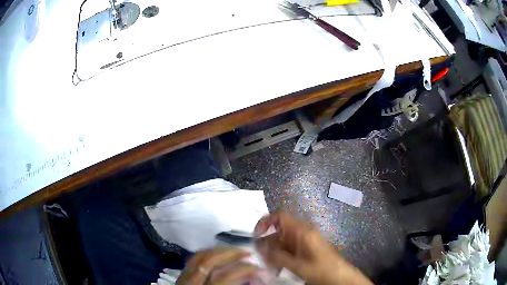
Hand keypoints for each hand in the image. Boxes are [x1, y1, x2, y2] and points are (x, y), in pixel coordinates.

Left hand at [176, 248, 258, 284]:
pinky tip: (217, 253)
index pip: (225, 278)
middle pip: (209, 262)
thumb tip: (254, 278)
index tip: (259, 269)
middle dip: (231, 254)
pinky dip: (207, 253)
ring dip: (219, 251)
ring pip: (199, 257)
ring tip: (234, 250)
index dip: (243, 270)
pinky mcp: (181, 275)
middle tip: (248, 253)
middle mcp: (192, 282)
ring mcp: (184, 277)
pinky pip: (193, 259)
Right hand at [254, 212, 372, 284]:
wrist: (340, 277)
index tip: (255, 236)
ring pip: (281, 242)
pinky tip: (277, 268)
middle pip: (278, 232)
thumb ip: (277, 256)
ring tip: (268, 266)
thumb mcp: (298, 266)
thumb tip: (260, 248)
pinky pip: (288, 249)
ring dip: (272, 253)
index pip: (279, 216)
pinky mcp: (305, 249)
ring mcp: (304, 241)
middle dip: (266, 244)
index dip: (265, 222)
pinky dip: (280, 257)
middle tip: (260, 258)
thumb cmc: (321, 269)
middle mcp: (302, 233)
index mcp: (302, 231)